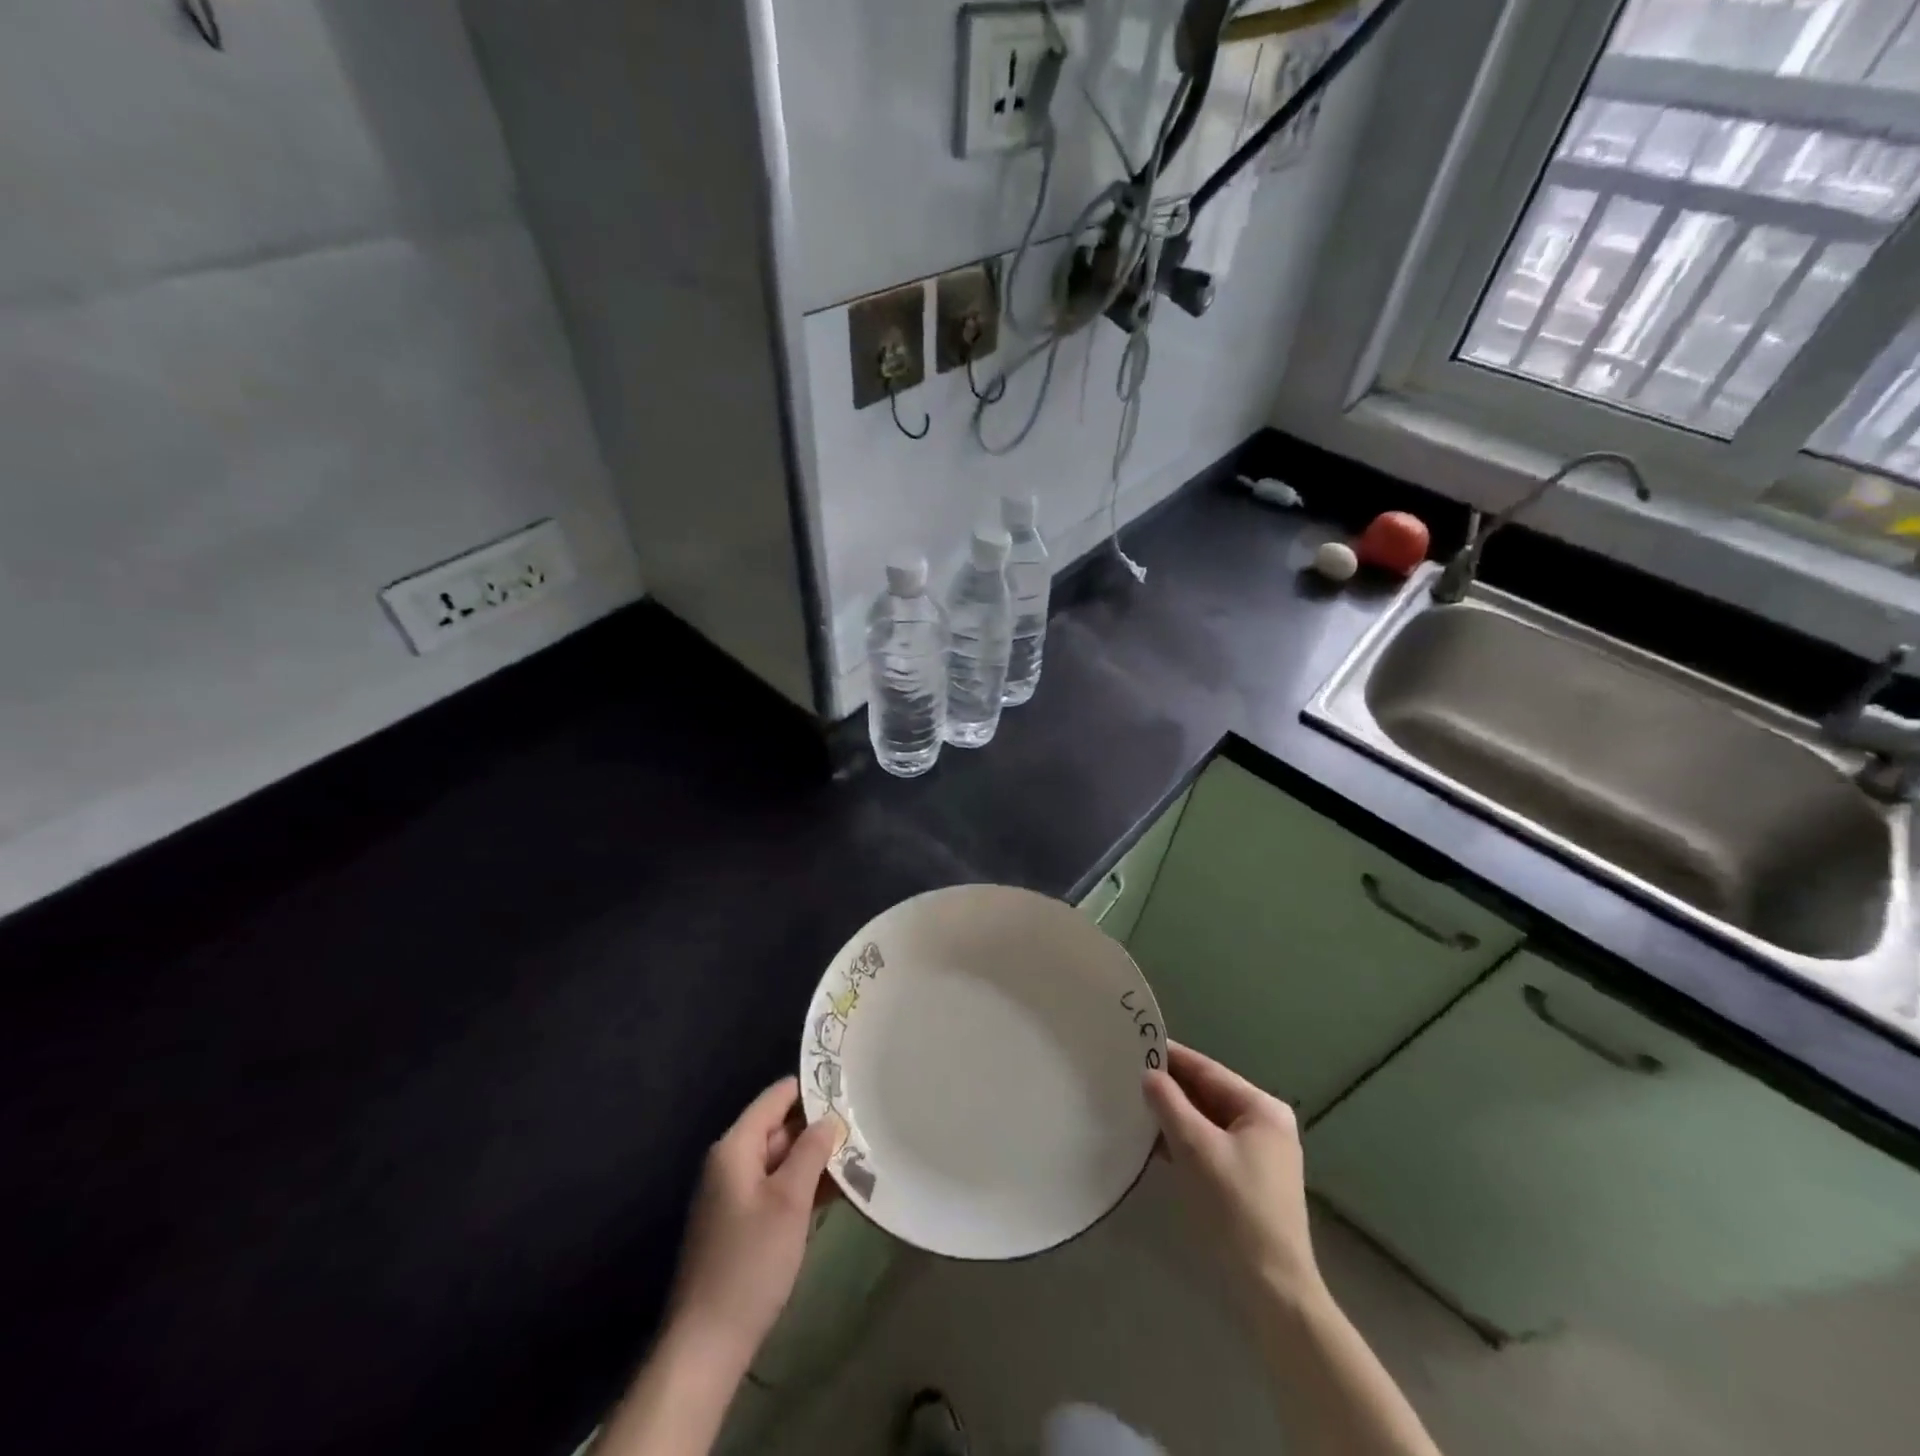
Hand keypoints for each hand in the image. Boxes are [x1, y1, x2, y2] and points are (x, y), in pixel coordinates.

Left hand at [664, 1077, 844, 1370]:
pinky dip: (805, 1185)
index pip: (776, 1097)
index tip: (849, 1085)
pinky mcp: (742, 1223)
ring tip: (861, 1152)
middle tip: (864, 1122)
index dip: (811, 1088)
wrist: (707, 1344)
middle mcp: (731, 1162)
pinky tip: (840, 1190)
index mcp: (735, 1147)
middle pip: (780, 1127)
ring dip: (816, 1159)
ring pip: (782, 1160)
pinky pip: (777, 1188)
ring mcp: (735, 1194)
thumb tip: (830, 1118)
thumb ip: (811, 1151)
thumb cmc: (750, 1262)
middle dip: (819, 1126)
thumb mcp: (789, 1201)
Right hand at [1144, 1042, 1324, 1307]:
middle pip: (1207, 1094)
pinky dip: (1182, 1139)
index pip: (1208, 1070)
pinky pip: (1207, 1144)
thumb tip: (1148, 1074)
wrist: (1270, 1289)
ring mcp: (1256, 1154)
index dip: (1172, 1056)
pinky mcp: (1244, 1180)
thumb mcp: (1196, 1148)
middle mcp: (1263, 1125)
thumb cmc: (1235, 1208)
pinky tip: (1151, 1139)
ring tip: (1131, 1100)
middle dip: (1169, 1086)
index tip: (1135, 1042)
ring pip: (1205, 1121)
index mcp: (1262, 1109)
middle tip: (1126, 1072)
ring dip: (1172, 1114)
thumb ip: (1169, 1104)